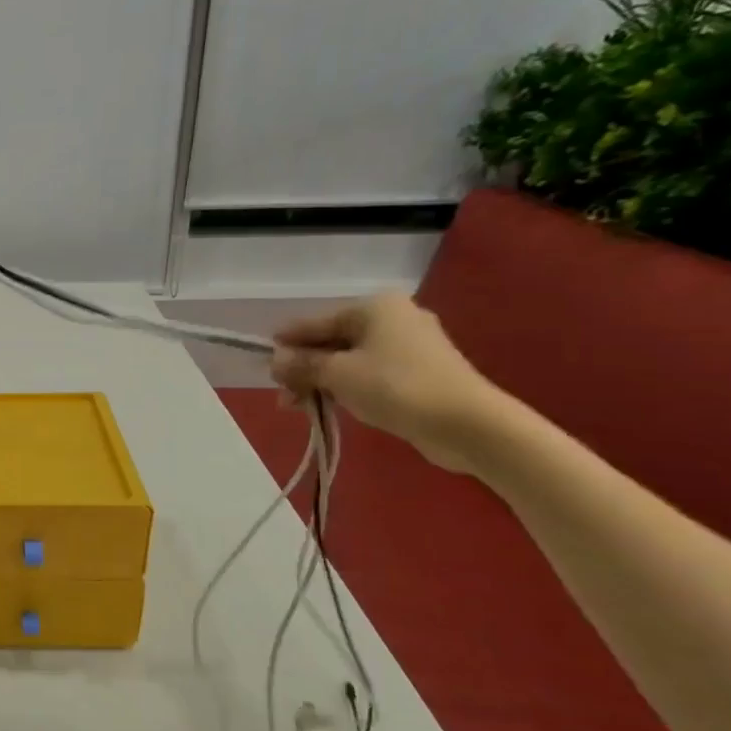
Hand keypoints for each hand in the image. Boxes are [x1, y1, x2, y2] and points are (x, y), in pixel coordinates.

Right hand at [269, 293, 503, 473]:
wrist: (467, 424)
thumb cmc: (396, 387)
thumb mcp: (337, 374)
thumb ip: (302, 364)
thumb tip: (275, 359)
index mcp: (374, 307)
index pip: (316, 322)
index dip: (287, 343)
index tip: (263, 361)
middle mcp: (393, 318)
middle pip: (333, 341)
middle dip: (304, 368)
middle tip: (282, 394)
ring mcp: (409, 346)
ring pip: (349, 360)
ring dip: (321, 382)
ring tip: (299, 407)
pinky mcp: (419, 372)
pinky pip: (369, 374)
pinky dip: (347, 388)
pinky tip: (329, 406)